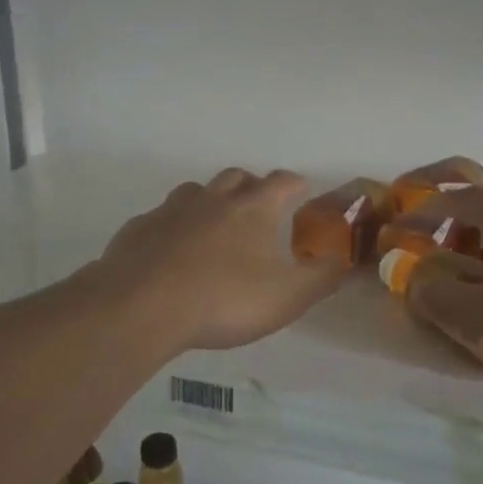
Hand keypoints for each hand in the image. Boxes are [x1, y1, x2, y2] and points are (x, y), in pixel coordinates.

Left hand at [93, 169, 347, 352]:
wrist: (142, 306)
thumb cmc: (225, 299)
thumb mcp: (289, 297)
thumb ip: (322, 278)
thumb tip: (343, 260)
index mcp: (253, 208)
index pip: (282, 181)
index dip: (296, 184)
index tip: (302, 192)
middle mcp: (212, 199)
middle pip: (236, 177)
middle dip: (251, 186)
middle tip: (258, 208)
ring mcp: (171, 210)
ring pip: (195, 191)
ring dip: (209, 201)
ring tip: (214, 226)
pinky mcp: (138, 229)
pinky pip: (161, 218)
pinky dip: (173, 226)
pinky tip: (172, 251)